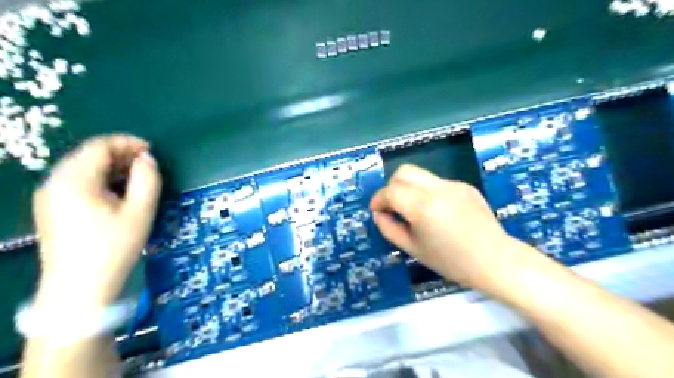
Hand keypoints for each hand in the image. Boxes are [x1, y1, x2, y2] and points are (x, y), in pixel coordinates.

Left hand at [32, 135, 160, 307]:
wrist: (80, 288)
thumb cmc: (114, 247)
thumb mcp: (140, 211)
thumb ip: (147, 179)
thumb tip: (147, 159)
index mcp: (74, 181)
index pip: (99, 146)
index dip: (127, 143)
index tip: (151, 151)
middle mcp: (54, 183)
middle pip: (88, 155)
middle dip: (120, 154)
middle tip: (147, 164)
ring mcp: (49, 196)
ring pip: (82, 168)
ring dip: (111, 167)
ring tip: (136, 177)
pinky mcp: (51, 209)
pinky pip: (76, 182)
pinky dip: (99, 179)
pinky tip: (116, 192)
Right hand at [370, 164, 528, 291]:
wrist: (495, 260)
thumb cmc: (451, 261)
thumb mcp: (413, 249)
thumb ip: (389, 229)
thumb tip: (379, 214)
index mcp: (422, 206)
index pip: (391, 191)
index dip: (378, 199)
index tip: (377, 211)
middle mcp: (437, 188)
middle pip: (404, 171)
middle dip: (392, 186)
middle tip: (392, 206)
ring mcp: (453, 184)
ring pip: (420, 175)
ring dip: (409, 188)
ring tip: (414, 210)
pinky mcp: (465, 186)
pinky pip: (437, 182)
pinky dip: (427, 192)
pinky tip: (437, 212)